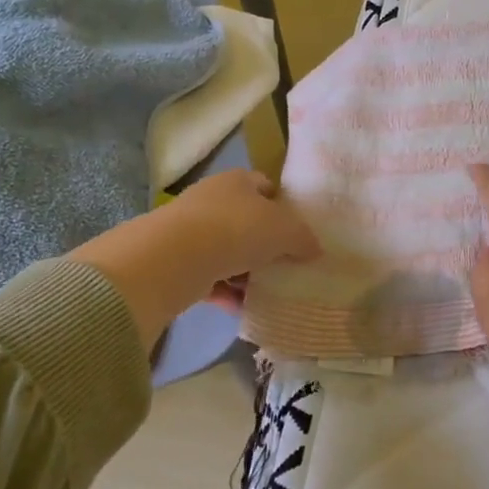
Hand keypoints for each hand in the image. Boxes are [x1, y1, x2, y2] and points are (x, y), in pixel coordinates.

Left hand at [72, 170, 319, 351]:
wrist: (174, 257)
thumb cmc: (237, 229)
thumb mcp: (284, 230)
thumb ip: (302, 238)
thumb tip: (314, 249)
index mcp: (237, 181)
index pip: (264, 186)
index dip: (282, 205)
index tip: (297, 230)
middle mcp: (212, 199)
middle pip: (245, 219)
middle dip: (263, 243)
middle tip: (284, 264)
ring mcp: (189, 229)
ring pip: (226, 250)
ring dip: (244, 271)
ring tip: (264, 291)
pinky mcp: (175, 260)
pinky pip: (208, 276)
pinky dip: (224, 291)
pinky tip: (240, 308)